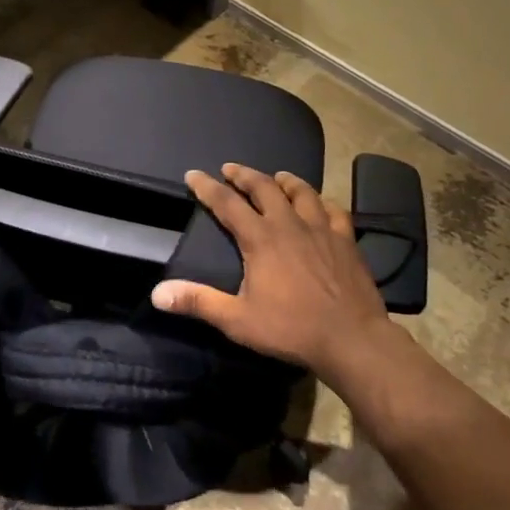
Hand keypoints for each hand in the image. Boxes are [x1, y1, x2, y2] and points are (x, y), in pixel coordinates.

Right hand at [151, 163, 392, 381]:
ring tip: (276, 177)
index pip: (227, 203)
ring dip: (285, 181)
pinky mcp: (346, 241)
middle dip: (244, 175)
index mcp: (260, 239)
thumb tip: (157, 293)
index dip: (207, 187)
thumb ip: (198, 302)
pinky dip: (322, 202)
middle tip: (231, 169)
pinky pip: (334, 210)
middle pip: (264, 187)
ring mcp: (321, 229)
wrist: (352, 340)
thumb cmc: (291, 329)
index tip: (193, 174)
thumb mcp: (237, 320)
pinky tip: (320, 204)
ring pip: (301, 192)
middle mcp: (289, 224)